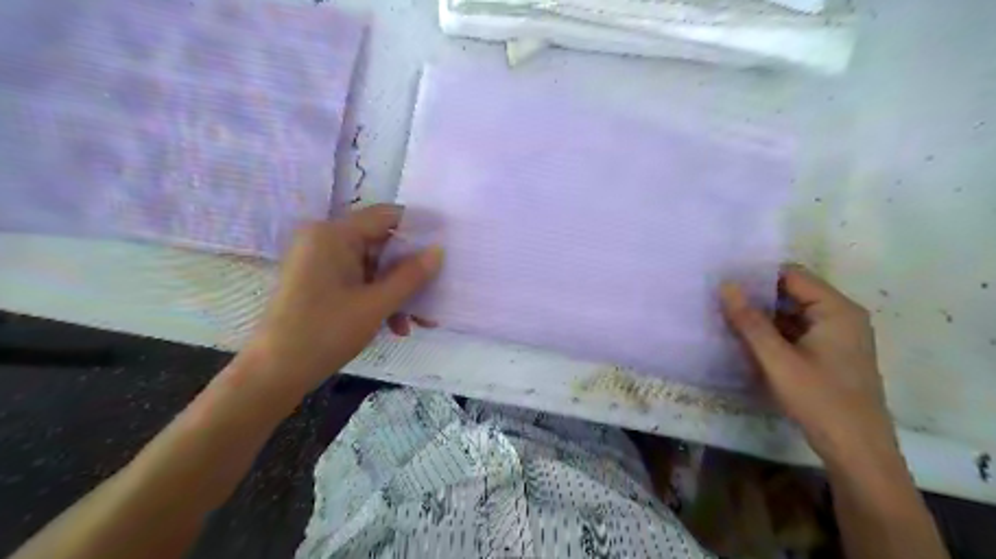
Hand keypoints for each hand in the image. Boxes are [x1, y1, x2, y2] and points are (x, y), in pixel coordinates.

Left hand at [238, 204, 440, 392]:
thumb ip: (411, 275)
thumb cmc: (325, 332)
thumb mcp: (376, 304)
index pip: (387, 216)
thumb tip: (439, 251)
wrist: (274, 373)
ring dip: (397, 292)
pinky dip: (378, 299)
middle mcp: (326, 240)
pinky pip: (359, 281)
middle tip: (435, 293)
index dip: (419, 227)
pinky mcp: (320, 281)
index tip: (447, 243)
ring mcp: (321, 262)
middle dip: (409, 272)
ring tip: (416, 322)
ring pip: (373, 267)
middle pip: (382, 245)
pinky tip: (395, 326)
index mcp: (334, 235)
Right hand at [720, 265, 898, 464]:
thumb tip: (726, 285)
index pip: (792, 275)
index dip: (757, 275)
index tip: (725, 281)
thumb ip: (749, 321)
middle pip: (792, 293)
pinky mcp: (830, 353)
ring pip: (792, 313)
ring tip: (727, 316)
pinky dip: (773, 333)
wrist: (857, 450)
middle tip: (720, 299)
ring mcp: (837, 336)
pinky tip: (747, 339)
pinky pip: (796, 331)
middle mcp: (841, 316)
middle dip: (757, 297)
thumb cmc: (819, 400)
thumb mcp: (777, 359)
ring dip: (763, 316)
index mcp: (836, 309)